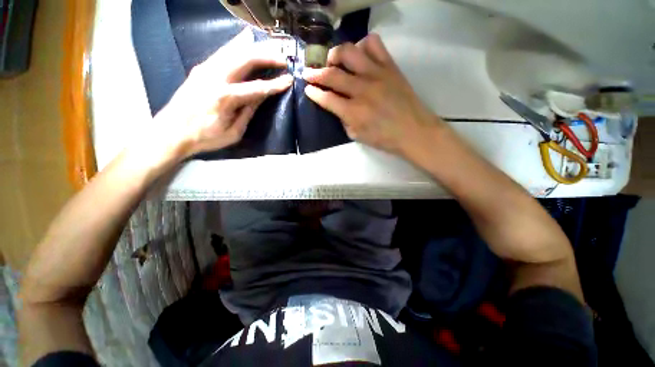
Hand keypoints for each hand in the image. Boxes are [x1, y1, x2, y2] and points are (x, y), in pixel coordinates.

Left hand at [151, 28, 292, 159]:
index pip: (257, 88)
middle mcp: (215, 77)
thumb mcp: (233, 132)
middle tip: (283, 59)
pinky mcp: (201, 68)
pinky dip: (236, 44)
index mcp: (225, 97)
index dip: (275, 84)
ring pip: (234, 50)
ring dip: (254, 47)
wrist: (170, 132)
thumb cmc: (205, 137)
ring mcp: (205, 69)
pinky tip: (245, 38)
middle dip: (267, 57)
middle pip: (246, 60)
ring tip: (271, 46)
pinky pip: (223, 52)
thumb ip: (248, 112)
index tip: (289, 80)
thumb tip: (261, 97)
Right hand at [302, 34, 439, 155]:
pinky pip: (374, 44)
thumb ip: (344, 120)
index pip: (326, 98)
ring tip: (332, 61)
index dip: (313, 93)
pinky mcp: (389, 66)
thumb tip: (338, 107)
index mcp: (353, 112)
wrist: (414, 131)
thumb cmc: (385, 138)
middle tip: (309, 73)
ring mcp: (376, 74)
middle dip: (315, 73)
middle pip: (332, 74)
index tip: (307, 89)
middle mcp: (362, 89)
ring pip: (349, 52)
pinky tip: (359, 56)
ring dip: (335, 54)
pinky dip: (362, 46)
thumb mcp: (358, 136)